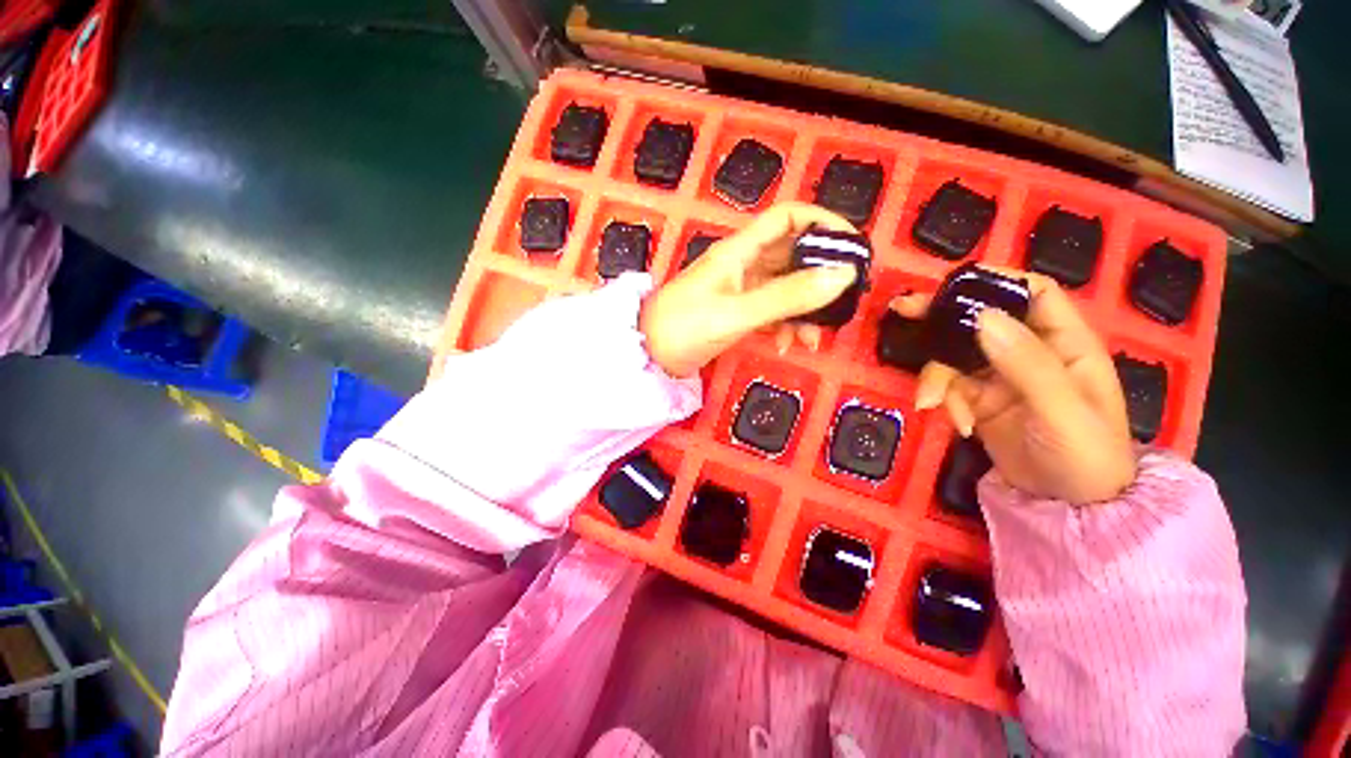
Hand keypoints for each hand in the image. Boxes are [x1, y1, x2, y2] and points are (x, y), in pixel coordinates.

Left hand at [640, 202, 858, 377]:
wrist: (649, 357)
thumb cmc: (684, 328)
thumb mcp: (737, 313)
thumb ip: (787, 296)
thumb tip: (843, 275)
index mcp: (739, 250)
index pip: (788, 217)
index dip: (822, 222)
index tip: (852, 247)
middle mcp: (742, 264)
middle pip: (792, 256)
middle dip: (819, 277)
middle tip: (843, 302)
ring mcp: (740, 290)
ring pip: (785, 288)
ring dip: (804, 310)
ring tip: (813, 339)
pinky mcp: (737, 312)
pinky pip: (771, 311)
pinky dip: (784, 326)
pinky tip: (786, 346)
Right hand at [897, 269, 1136, 504]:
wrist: (1068, 507)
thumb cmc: (1086, 455)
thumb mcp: (1062, 410)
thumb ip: (1026, 363)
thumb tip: (983, 316)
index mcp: (1064, 342)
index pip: (1033, 293)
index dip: (997, 280)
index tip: (953, 283)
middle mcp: (1029, 352)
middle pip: (981, 319)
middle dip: (943, 317)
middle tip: (903, 310)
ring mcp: (999, 376)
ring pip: (955, 356)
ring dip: (938, 376)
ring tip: (932, 403)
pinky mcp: (977, 399)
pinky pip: (949, 387)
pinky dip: (944, 401)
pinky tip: (956, 425)